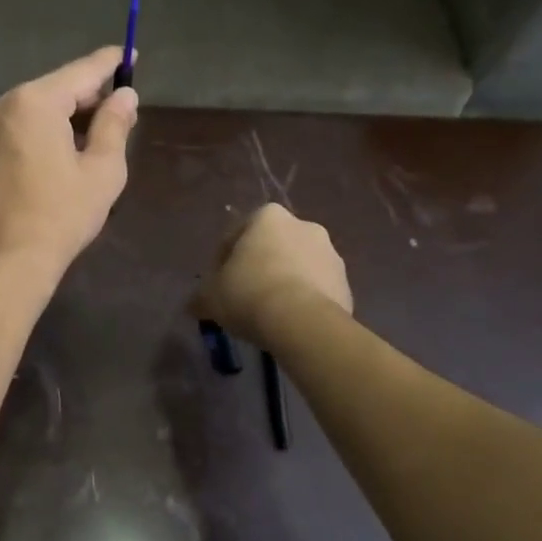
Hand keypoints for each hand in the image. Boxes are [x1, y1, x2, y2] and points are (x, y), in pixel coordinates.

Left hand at [0, 47, 138, 283]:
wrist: (1, 265)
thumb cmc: (59, 217)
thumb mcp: (102, 171)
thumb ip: (114, 124)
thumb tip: (125, 95)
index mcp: (33, 102)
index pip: (80, 72)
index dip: (109, 63)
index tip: (129, 54)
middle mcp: (0, 105)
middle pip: (52, 89)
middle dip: (85, 97)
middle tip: (117, 110)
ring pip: (30, 110)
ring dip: (60, 117)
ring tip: (89, 138)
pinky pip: (11, 130)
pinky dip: (35, 133)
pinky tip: (53, 155)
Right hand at [192, 204, 352, 345]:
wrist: (303, 323)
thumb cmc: (249, 294)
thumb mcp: (211, 296)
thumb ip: (201, 295)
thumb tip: (195, 304)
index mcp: (268, 217)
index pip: (237, 234)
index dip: (223, 260)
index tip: (218, 283)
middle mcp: (304, 225)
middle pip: (272, 247)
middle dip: (259, 267)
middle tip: (244, 296)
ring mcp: (331, 254)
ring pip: (298, 267)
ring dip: (284, 283)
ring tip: (269, 313)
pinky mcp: (346, 284)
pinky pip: (317, 290)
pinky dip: (305, 301)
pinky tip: (291, 323)